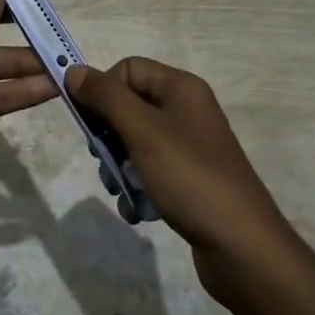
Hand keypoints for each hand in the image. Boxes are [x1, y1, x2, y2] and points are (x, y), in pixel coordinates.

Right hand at [66, 58, 297, 299]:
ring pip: (134, 140)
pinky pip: (149, 169)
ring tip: (119, 189)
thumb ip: (106, 98)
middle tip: (103, 160)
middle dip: (108, 133)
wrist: (241, 246)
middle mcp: (186, 109)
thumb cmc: (189, 178)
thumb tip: (73, 70)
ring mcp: (189, 145)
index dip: (103, 91)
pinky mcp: (188, 177)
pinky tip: (137, 209)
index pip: (127, 69)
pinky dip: (137, 185)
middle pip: (129, 104)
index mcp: (181, 88)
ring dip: (118, 164)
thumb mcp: (143, 132)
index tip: (90, 124)